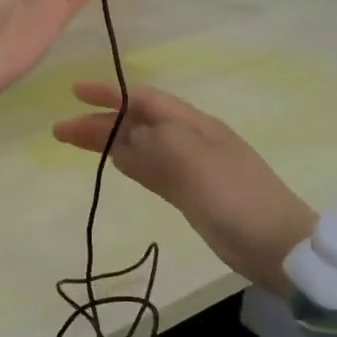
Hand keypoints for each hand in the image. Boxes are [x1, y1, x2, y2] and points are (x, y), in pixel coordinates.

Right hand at [53, 83, 316, 292]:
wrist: (276, 245)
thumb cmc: (235, 198)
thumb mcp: (194, 161)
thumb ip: (155, 143)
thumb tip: (122, 137)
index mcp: (194, 124)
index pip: (144, 99)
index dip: (109, 94)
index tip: (74, 92)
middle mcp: (190, 139)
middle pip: (137, 123)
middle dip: (100, 121)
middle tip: (60, 129)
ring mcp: (190, 167)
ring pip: (140, 146)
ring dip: (108, 141)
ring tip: (74, 142)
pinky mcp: (190, 194)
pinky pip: (150, 170)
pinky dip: (128, 162)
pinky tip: (114, 162)